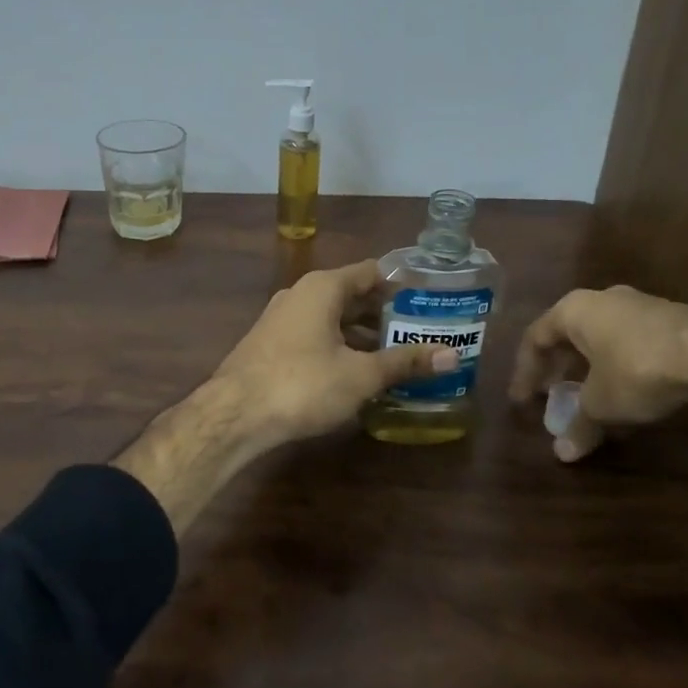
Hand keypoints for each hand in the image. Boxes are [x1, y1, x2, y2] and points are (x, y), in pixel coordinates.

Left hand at [211, 259, 458, 449]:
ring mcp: (281, 319)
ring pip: (332, 318)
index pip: (371, 272)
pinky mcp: (271, 344)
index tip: (432, 300)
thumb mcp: (361, 375)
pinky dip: (339, 347)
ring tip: (397, 356)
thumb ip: (405, 362)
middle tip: (422, 333)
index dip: (402, 285)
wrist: (234, 414)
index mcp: (323, 288)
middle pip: (352, 295)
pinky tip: (357, 372)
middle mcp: (300, 294)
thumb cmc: (303, 384)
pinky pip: (315, 336)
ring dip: (362, 335)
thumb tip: (452, 356)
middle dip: (385, 315)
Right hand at [508, 285, 687, 461]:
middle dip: (557, 367)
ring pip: (600, 336)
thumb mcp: (602, 404)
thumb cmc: (637, 370)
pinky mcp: (670, 317)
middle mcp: (601, 299)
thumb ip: (579, 425)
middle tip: (552, 394)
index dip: (525, 372)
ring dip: (588, 365)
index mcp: (573, 310)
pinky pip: (629, 340)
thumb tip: (563, 454)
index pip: (535, 339)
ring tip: (589, 394)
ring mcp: (638, 304)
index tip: (522, 400)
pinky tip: (628, 389)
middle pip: (567, 334)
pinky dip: (617, 364)